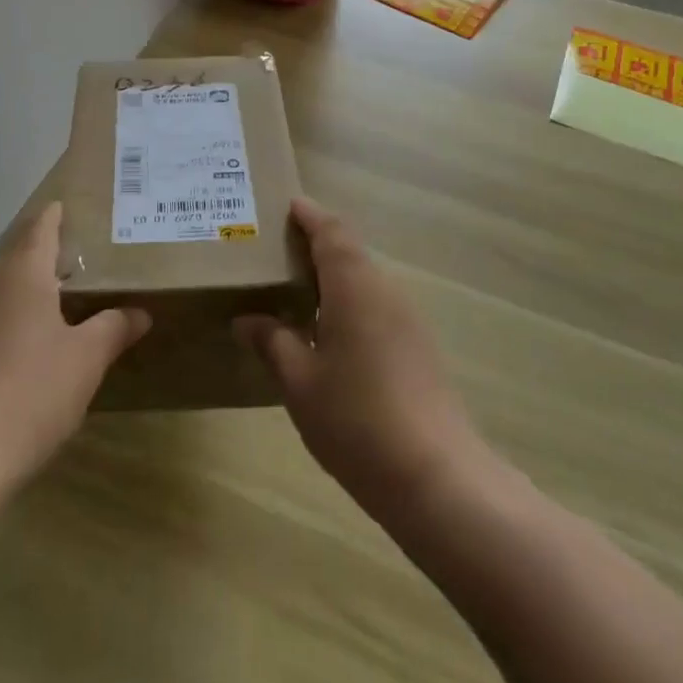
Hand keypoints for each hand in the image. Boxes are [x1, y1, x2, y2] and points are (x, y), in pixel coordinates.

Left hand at [0, 203, 149, 495]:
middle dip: (38, 260)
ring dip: (16, 295)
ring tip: (42, 312)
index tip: (61, 206)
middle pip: (14, 259)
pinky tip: (7, 356)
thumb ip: (113, 329)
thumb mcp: (85, 361)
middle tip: (67, 268)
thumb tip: (140, 312)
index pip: (40, 230)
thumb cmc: (29, 392)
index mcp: (22, 274)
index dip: (53, 218)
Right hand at [235, 198, 479, 513]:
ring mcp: (408, 319)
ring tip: (297, 288)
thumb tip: (247, 320)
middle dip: (318, 243)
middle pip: (351, 251)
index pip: (331, 232)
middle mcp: (386, 291)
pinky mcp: (419, 347)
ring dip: (335, 274)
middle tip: (279, 249)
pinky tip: (330, 331)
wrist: (436, 477)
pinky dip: (351, 301)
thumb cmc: (356, 421)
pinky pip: (378, 305)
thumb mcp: (300, 382)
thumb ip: (273, 342)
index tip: (287, 205)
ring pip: (366, 279)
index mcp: (355, 287)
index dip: (309, 215)